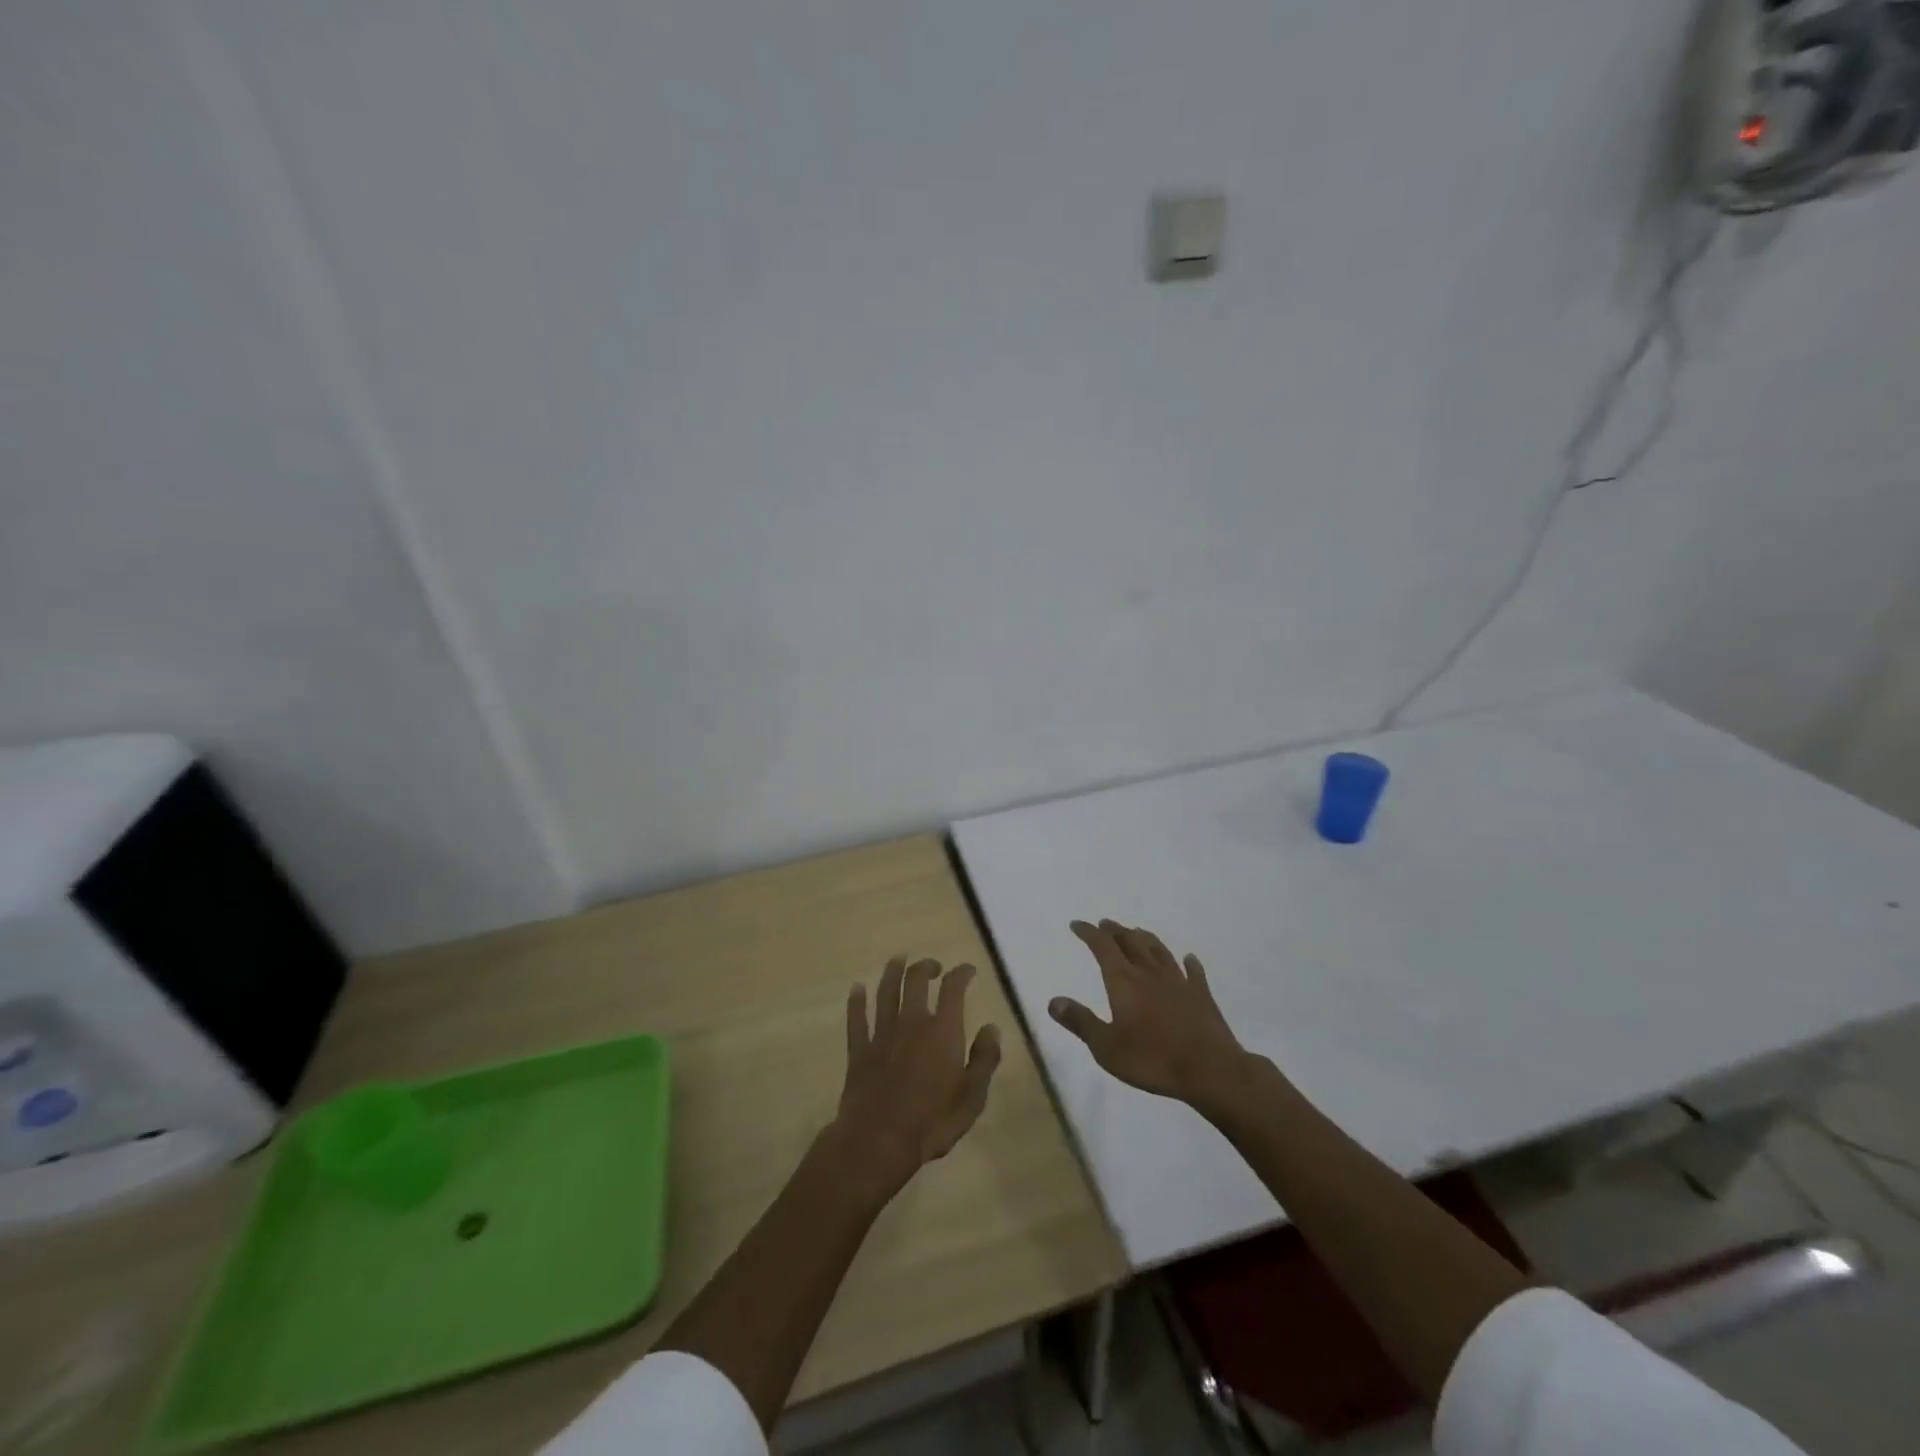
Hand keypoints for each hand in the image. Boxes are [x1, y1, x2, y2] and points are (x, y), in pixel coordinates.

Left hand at [826, 957, 1001, 1197]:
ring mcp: (882, 1034)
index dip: (961, 974)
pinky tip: (857, 989)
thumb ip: (984, 1059)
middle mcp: (911, 1022)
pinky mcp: (859, 1050)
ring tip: (898, 960)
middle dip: (925, 967)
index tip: (967, 970)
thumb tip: (991, 1028)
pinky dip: (857, 1001)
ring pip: (886, 992)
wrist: (878, 1141)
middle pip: (915, 981)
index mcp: (942, 1031)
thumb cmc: (932, 1122)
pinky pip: (857, 1018)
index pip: (953, 989)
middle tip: (932, 966)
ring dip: (892, 972)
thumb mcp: (972, 1096)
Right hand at [1049, 920, 1250, 1107]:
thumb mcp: (1106, 1047)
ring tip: (1136, 931)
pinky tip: (1188, 958)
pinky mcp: (1201, 995)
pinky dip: (1189, 962)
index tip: (1077, 924)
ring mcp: (1178, 981)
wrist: (1210, 1069)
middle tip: (1104, 924)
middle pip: (1130, 942)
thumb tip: (1053, 1000)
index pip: (1102, 946)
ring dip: (1145, 938)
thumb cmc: (1152, 1059)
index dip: (1088, 933)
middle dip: (1114, 931)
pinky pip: (1193, 972)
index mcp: (1124, 981)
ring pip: (1159, 951)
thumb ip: (1080, 1022)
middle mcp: (1149, 972)